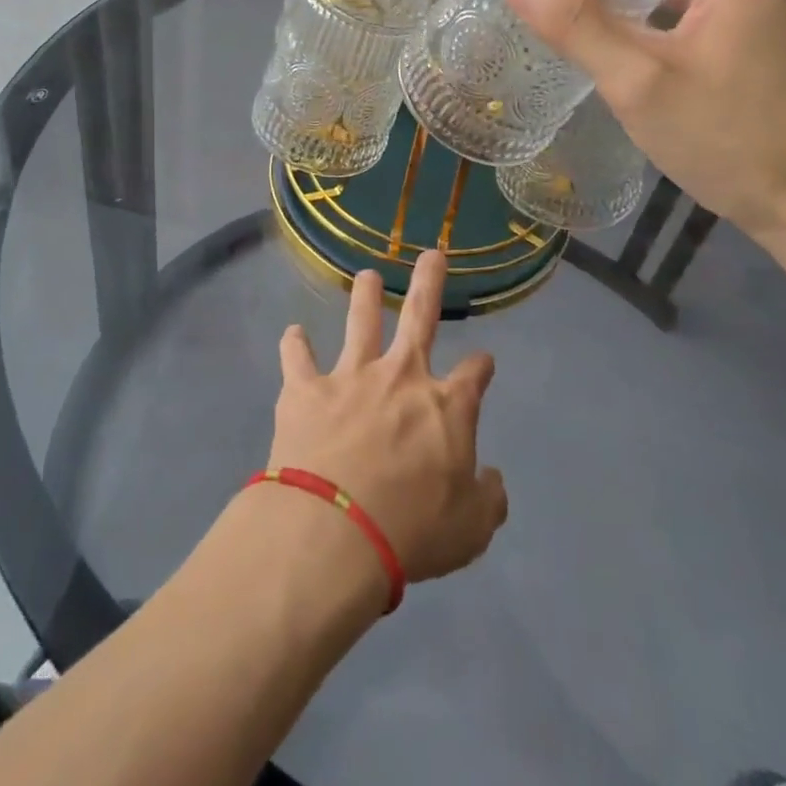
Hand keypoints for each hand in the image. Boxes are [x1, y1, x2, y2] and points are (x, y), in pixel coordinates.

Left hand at [269, 252, 506, 582]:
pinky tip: (293, 334)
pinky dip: (295, 345)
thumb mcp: (471, 529)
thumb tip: (493, 478)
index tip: (483, 364)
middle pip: (419, 317)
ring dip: (364, 296)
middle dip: (428, 282)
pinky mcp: (306, 389)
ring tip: (367, 276)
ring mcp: (351, 376)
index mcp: (446, 406)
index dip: (481, 367)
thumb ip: (488, 499)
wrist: (336, 530)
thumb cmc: (412, 530)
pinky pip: (297, 357)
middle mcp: (401, 377)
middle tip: (432, 254)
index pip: (474, 375)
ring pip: (360, 322)